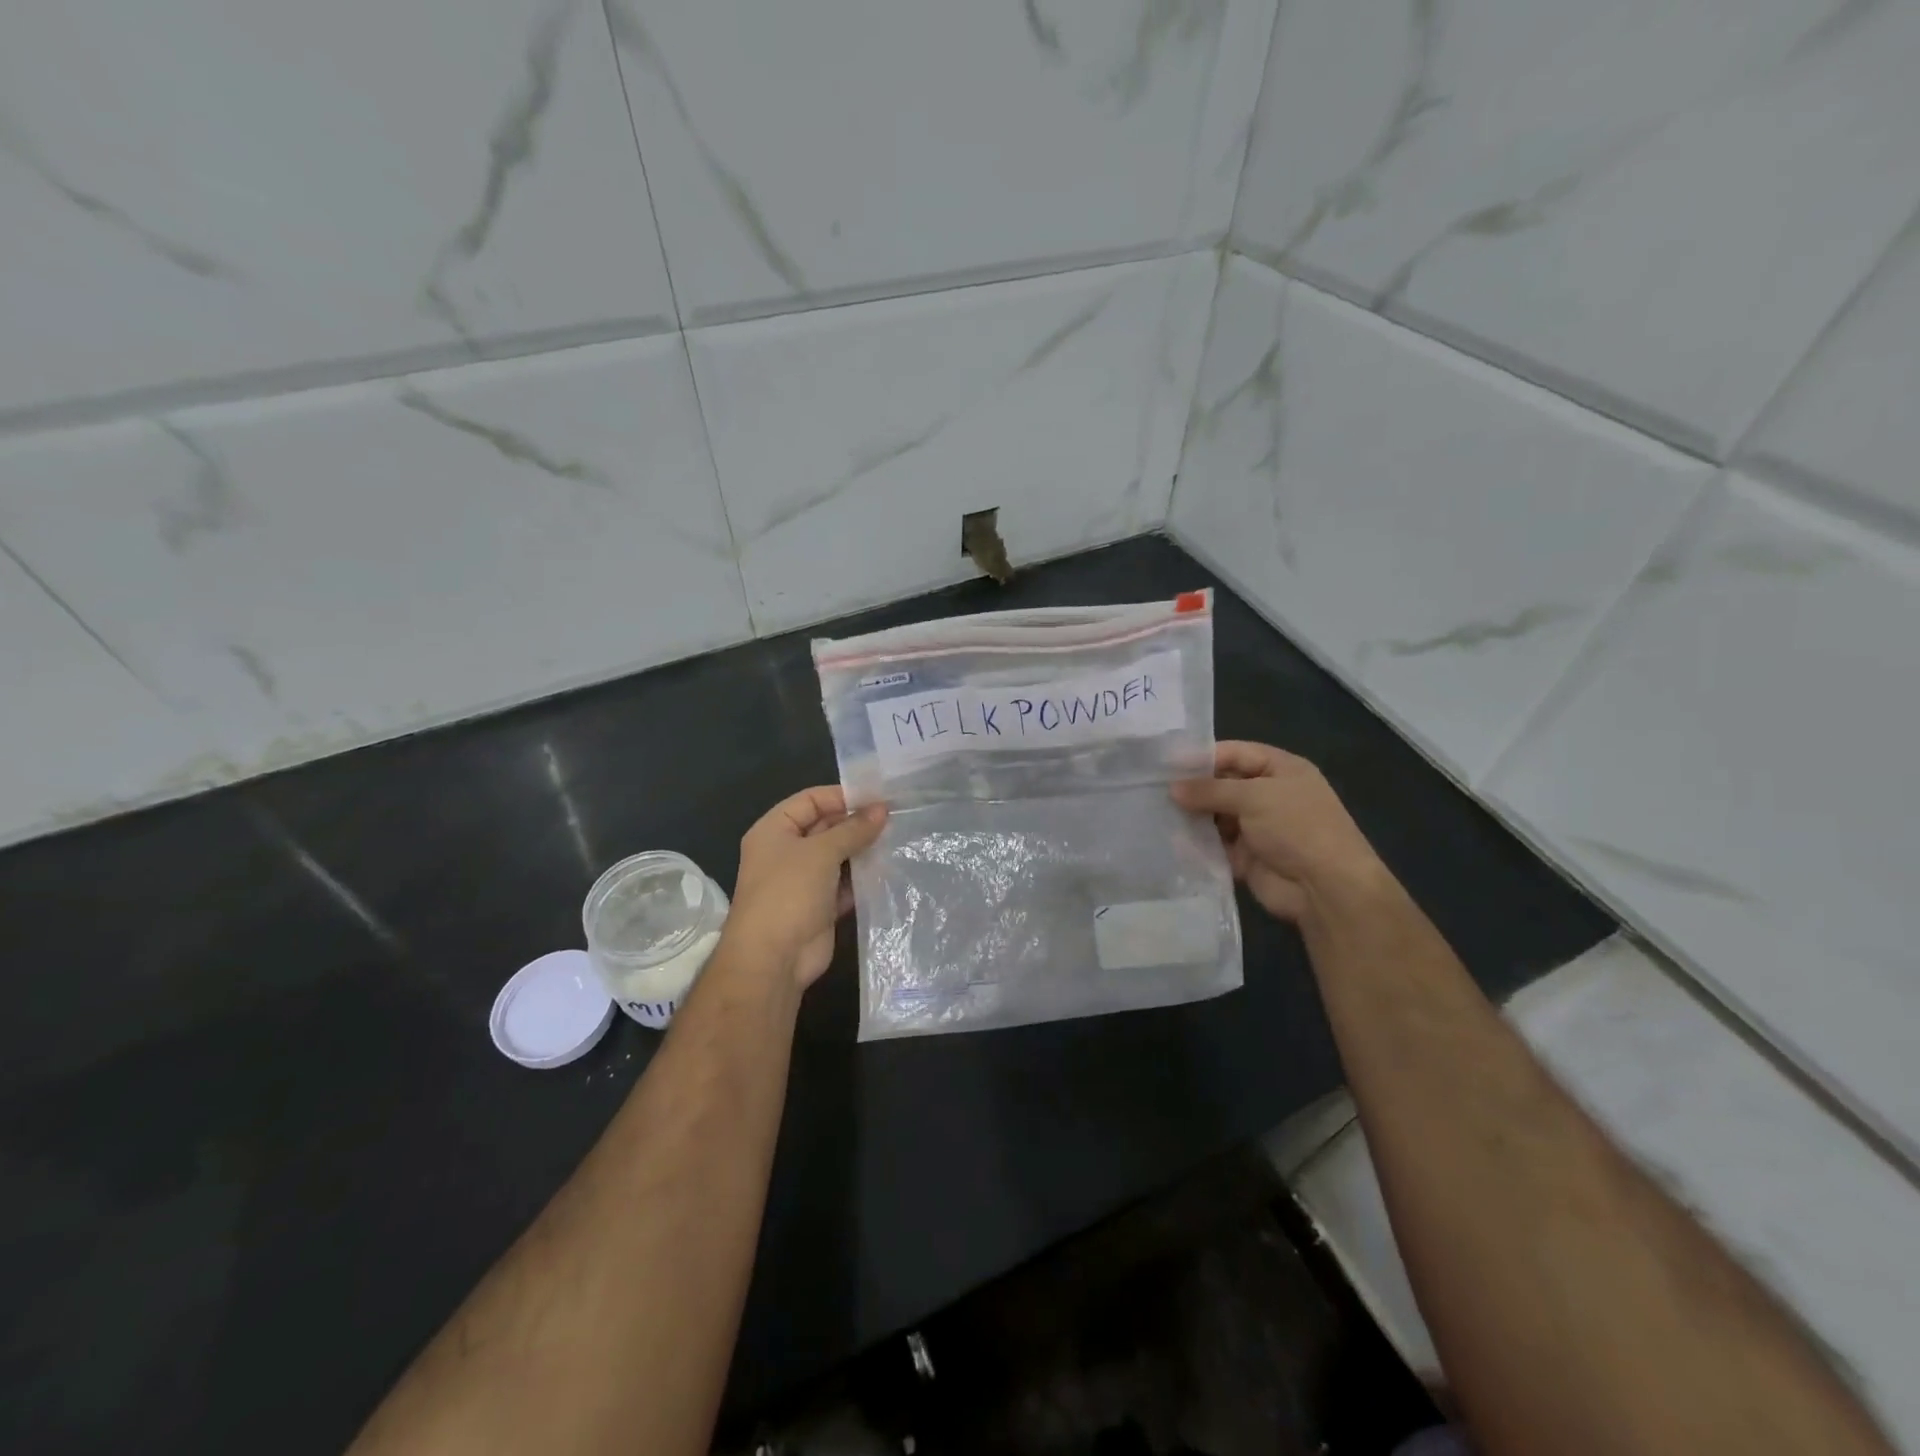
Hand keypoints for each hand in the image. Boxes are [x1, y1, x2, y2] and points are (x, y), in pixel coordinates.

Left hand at [728, 786, 887, 988]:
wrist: (773, 959)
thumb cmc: (789, 893)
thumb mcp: (821, 852)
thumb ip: (853, 829)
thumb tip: (881, 809)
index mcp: (774, 830)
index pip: (810, 800)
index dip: (842, 796)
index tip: (878, 797)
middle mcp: (786, 852)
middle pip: (825, 827)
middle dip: (856, 823)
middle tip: (895, 818)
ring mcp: (802, 881)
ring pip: (837, 856)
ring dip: (862, 850)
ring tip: (897, 840)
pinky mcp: (819, 907)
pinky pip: (844, 884)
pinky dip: (862, 879)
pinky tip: (888, 870)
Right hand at [1171, 741, 1387, 922]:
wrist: (1326, 888)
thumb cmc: (1297, 827)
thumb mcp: (1254, 797)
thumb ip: (1210, 790)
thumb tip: (1172, 788)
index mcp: (1281, 770)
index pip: (1235, 753)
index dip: (1202, 756)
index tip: (1165, 763)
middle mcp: (1268, 795)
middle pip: (1222, 784)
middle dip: (1192, 788)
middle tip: (1152, 788)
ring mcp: (1257, 827)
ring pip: (1215, 815)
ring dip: (1191, 816)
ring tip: (1155, 812)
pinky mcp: (1245, 857)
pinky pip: (1215, 845)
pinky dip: (1196, 843)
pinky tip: (1169, 839)